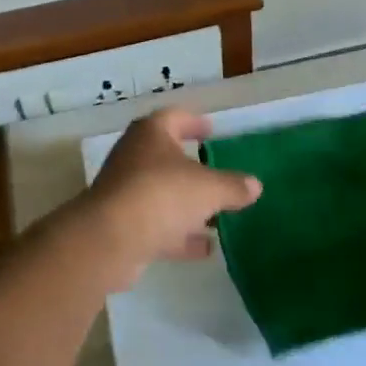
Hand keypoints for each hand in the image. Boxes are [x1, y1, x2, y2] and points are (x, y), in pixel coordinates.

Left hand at [78, 107, 261, 280]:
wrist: (110, 240)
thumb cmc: (162, 195)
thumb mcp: (209, 188)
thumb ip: (233, 186)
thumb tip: (254, 186)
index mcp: (151, 134)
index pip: (174, 117)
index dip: (194, 122)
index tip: (211, 131)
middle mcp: (134, 157)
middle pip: (165, 157)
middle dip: (191, 167)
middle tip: (215, 173)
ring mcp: (125, 193)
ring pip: (161, 193)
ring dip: (186, 204)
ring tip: (217, 215)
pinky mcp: (121, 226)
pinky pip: (156, 225)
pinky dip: (179, 234)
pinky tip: (205, 248)